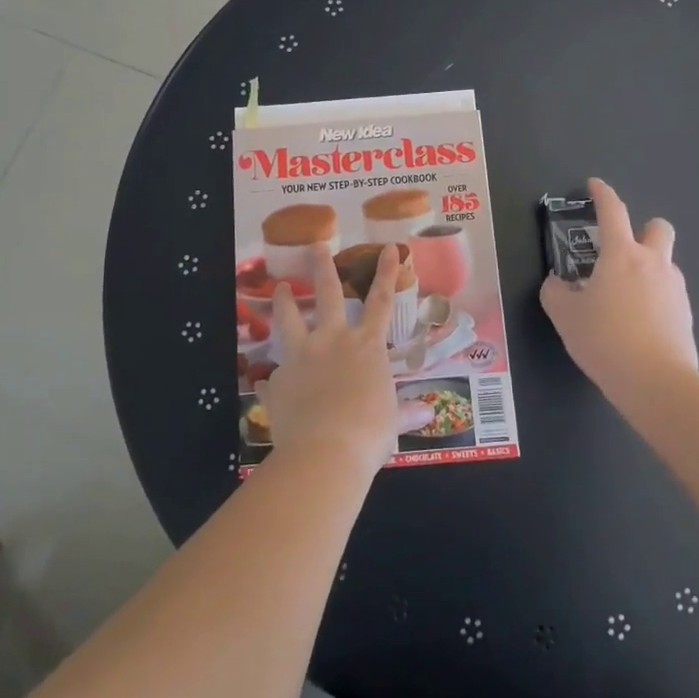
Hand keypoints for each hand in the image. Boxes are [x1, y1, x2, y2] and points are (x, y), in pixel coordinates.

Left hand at [259, 244, 428, 477]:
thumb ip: (406, 412)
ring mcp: (301, 357)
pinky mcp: (278, 381)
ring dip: (283, 301)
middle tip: (316, 245)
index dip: (386, 272)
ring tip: (278, 287)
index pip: (381, 301)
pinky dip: (275, 380)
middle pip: (328, 294)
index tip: (389, 246)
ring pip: (289, 319)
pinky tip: (269, 385)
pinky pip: (274, 377)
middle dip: (322, 267)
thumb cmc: (369, 434)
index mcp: (366, 346)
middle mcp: (333, 341)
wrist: (325, 452)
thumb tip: (429, 412)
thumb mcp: (392, 422)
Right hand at [540, 177, 697, 399]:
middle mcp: (653, 263)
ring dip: (647, 268)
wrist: (656, 383)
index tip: (594, 185)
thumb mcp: (565, 316)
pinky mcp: (686, 314)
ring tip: (623, 297)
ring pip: (665, 263)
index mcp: (621, 255)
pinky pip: (669, 294)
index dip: (602, 193)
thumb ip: (555, 292)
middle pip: (658, 228)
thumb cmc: (604, 339)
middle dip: (643, 229)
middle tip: (621, 250)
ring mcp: (675, 288)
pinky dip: (654, 298)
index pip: (613, 211)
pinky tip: (637, 323)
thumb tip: (558, 283)